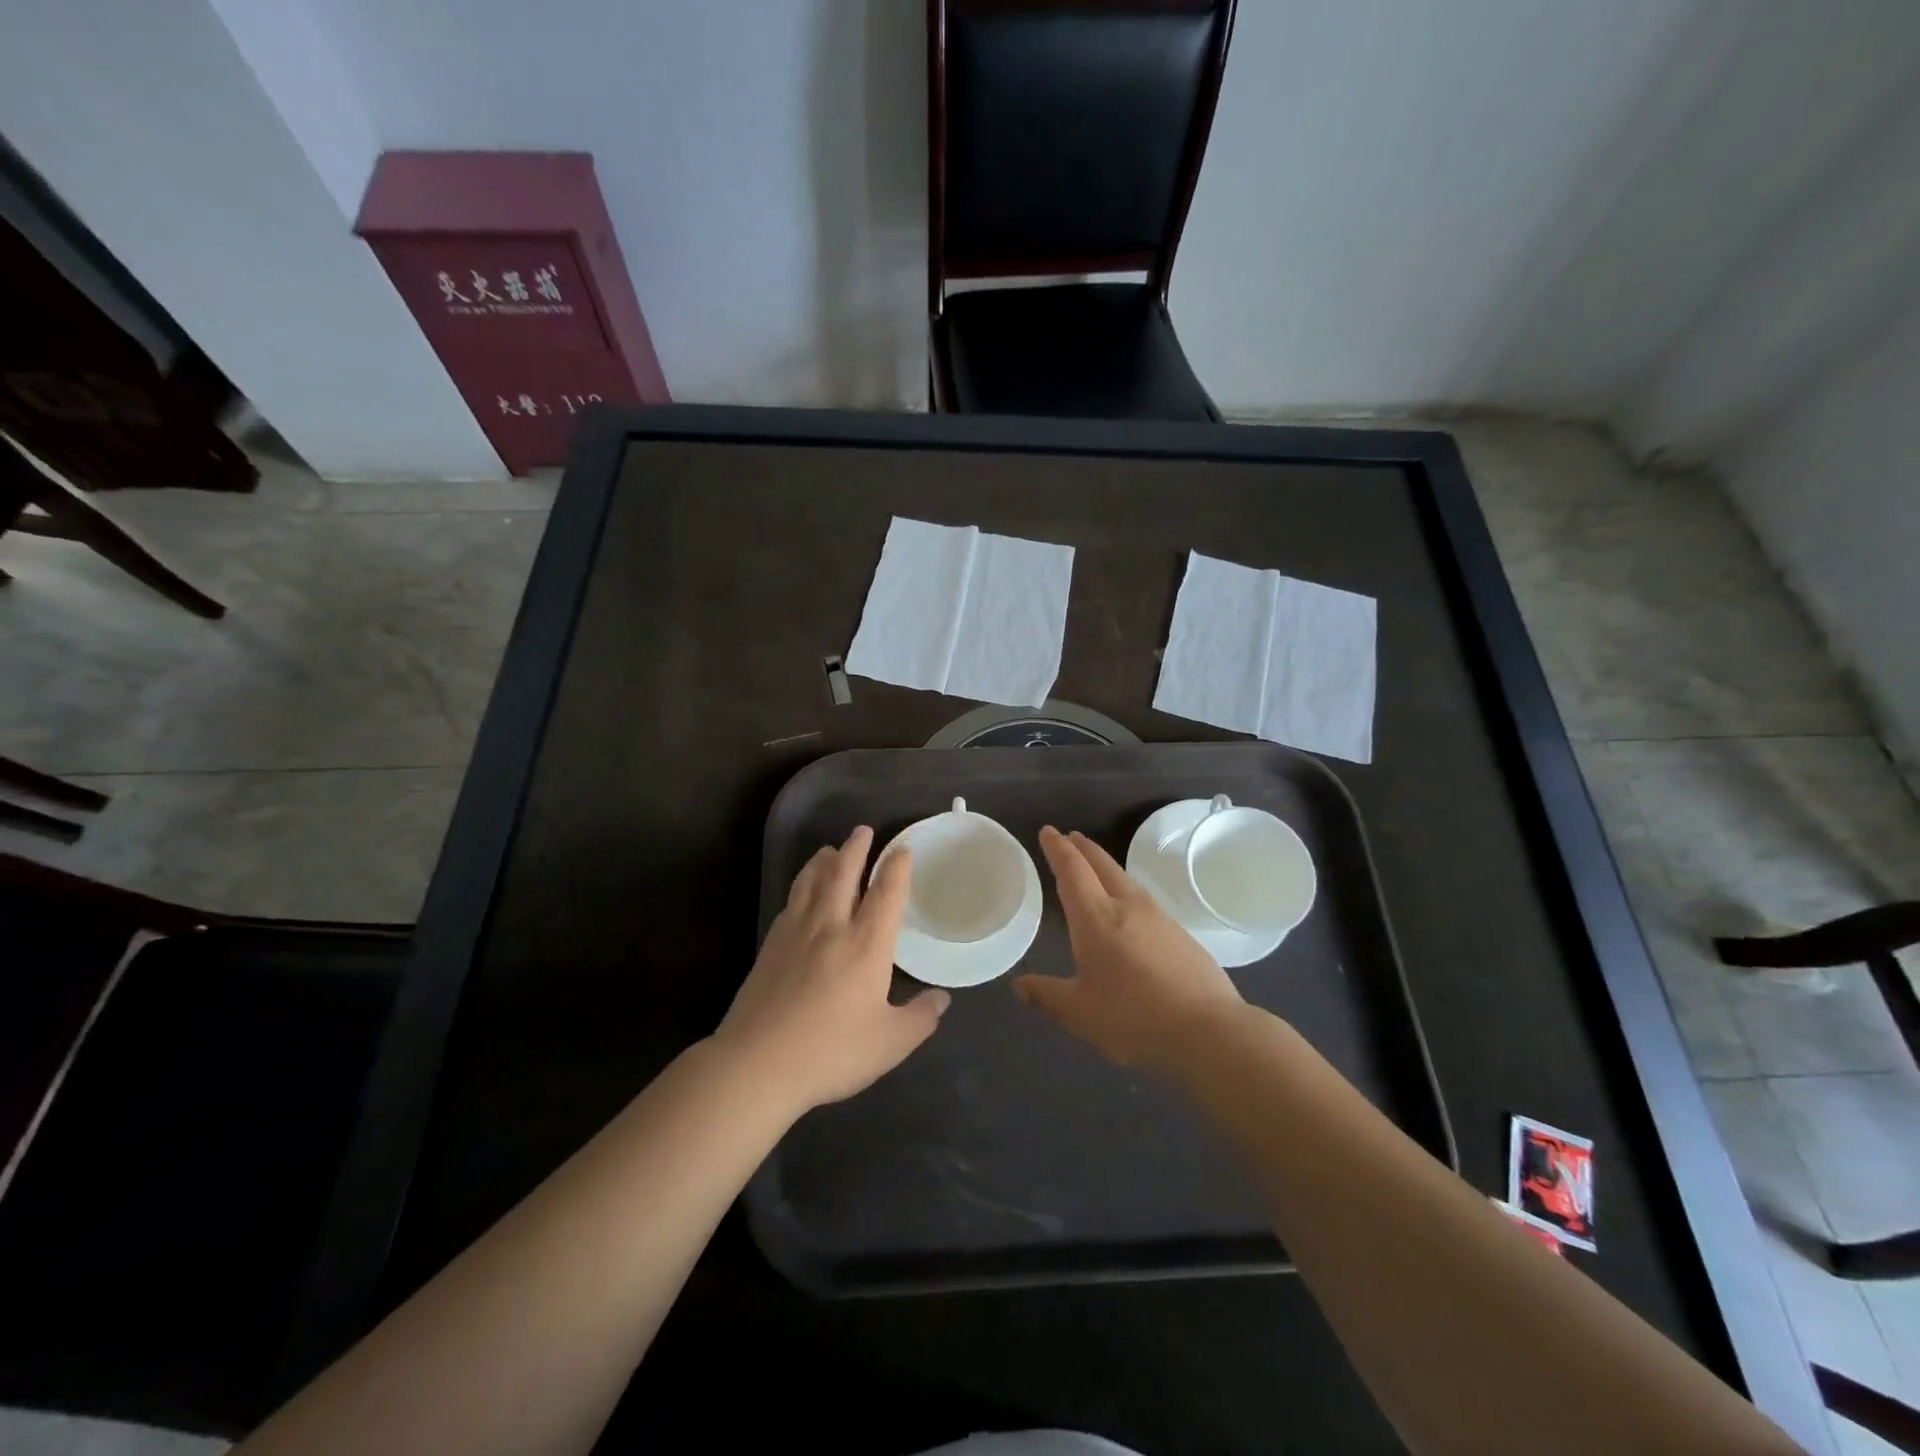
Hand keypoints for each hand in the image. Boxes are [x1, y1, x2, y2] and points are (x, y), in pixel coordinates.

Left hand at [715, 826, 948, 1113]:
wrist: (757, 1064)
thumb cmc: (831, 1051)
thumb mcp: (890, 1043)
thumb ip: (920, 1018)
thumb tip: (941, 999)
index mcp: (866, 944)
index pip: (886, 893)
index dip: (897, 867)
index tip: (903, 850)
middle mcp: (832, 926)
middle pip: (844, 873)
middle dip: (856, 848)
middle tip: (863, 830)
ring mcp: (796, 933)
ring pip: (811, 881)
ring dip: (824, 860)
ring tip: (830, 850)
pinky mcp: (770, 946)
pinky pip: (791, 901)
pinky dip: (801, 886)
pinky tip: (801, 893)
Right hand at [1015, 826, 1245, 1075]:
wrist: (1209, 1031)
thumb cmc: (1135, 1019)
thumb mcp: (1081, 1014)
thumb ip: (1047, 996)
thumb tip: (1018, 986)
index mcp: (1096, 918)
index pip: (1073, 871)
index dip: (1058, 850)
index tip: (1048, 831)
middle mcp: (1127, 907)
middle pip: (1102, 866)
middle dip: (1083, 849)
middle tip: (1070, 837)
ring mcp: (1158, 918)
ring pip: (1125, 880)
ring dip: (1105, 866)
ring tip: (1094, 867)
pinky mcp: (1180, 934)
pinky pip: (1143, 898)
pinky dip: (1125, 889)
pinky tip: (1127, 907)